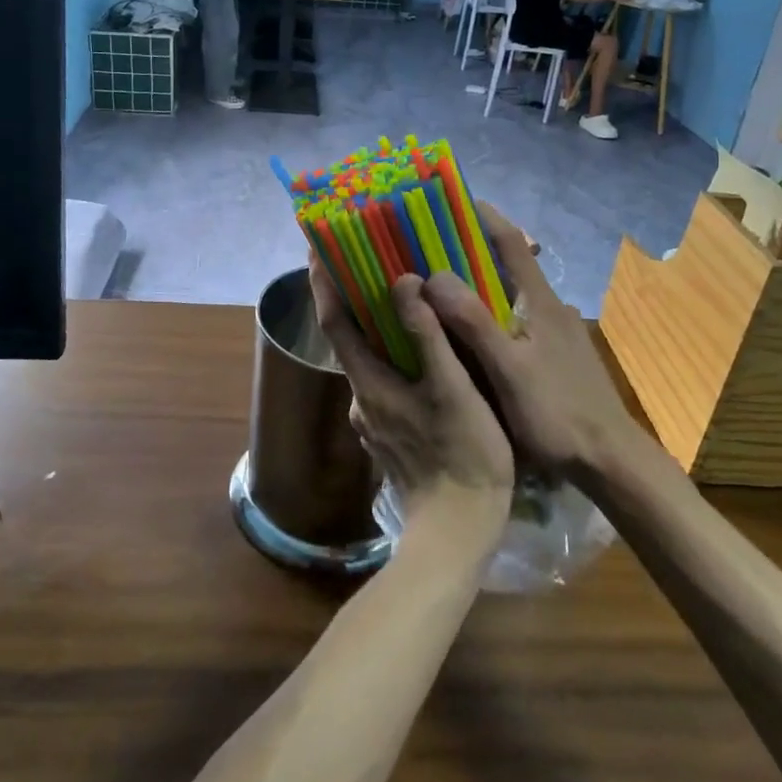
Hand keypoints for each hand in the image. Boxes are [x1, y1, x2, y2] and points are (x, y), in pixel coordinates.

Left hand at [308, 260, 513, 537]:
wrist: (458, 532)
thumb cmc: (463, 455)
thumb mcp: (452, 390)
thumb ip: (428, 336)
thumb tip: (403, 282)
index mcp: (369, 383)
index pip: (333, 322)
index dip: (324, 283)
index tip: (317, 249)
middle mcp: (361, 399)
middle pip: (350, 340)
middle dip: (355, 301)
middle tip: (374, 264)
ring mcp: (374, 422)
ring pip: (370, 363)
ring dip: (378, 331)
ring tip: (405, 303)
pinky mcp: (392, 438)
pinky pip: (386, 384)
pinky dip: (394, 360)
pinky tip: (422, 357)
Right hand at [419, 202, 644, 477]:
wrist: (609, 461)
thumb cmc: (558, 413)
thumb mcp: (510, 370)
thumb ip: (474, 323)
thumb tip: (433, 276)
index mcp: (540, 302)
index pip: (511, 242)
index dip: (484, 217)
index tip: (451, 200)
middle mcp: (549, 308)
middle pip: (507, 265)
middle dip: (470, 249)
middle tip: (427, 248)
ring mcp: (554, 334)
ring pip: (509, 296)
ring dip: (477, 284)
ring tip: (436, 288)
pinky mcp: (554, 357)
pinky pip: (513, 321)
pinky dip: (486, 315)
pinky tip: (464, 335)